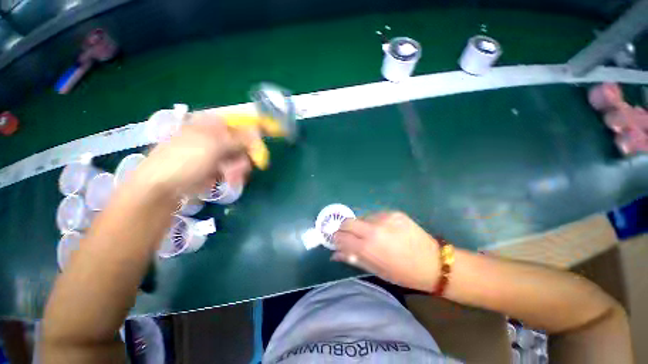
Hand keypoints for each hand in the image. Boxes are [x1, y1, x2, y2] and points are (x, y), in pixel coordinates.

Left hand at [133, 112, 259, 196]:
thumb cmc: (185, 160)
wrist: (161, 186)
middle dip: (247, 154)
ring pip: (240, 156)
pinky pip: (233, 167)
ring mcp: (215, 152)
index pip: (242, 122)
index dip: (256, 129)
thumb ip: (240, 139)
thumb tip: (259, 131)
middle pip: (243, 141)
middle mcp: (216, 135)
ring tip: (232, 177)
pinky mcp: (215, 166)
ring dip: (240, 167)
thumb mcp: (215, 146)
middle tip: (247, 165)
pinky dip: (234, 174)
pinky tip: (228, 180)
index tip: (269, 137)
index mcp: (213, 124)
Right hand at [333, 211, 439, 292]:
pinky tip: (384, 230)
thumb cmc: (402, 273)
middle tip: (350, 236)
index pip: (341, 236)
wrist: (433, 263)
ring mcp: (384, 217)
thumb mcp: (375, 270)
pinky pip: (376, 215)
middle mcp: (373, 228)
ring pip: (362, 217)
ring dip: (361, 225)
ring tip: (371, 235)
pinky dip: (374, 222)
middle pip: (347, 221)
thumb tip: (335, 254)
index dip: (336, 239)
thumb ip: (352, 259)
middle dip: (344, 229)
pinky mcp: (394, 212)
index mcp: (368, 246)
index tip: (338, 241)